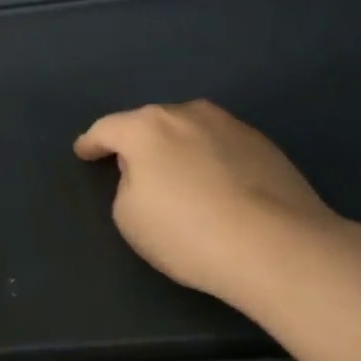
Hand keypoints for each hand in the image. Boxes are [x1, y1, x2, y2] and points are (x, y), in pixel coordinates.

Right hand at [74, 100, 341, 305]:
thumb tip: (147, 174)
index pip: (107, 129)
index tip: (83, 152)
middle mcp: (187, 114)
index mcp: (146, 127)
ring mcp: (230, 125)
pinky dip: (209, 159)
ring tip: (178, 177)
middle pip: (151, 124)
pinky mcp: (264, 144)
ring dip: (177, 148)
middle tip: (132, 169)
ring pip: (189, 131)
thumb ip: (127, 184)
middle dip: (138, 142)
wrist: (277, 247)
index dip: (91, 143)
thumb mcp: (129, 216)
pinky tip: (216, 187)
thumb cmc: (187, 232)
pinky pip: (220, 146)